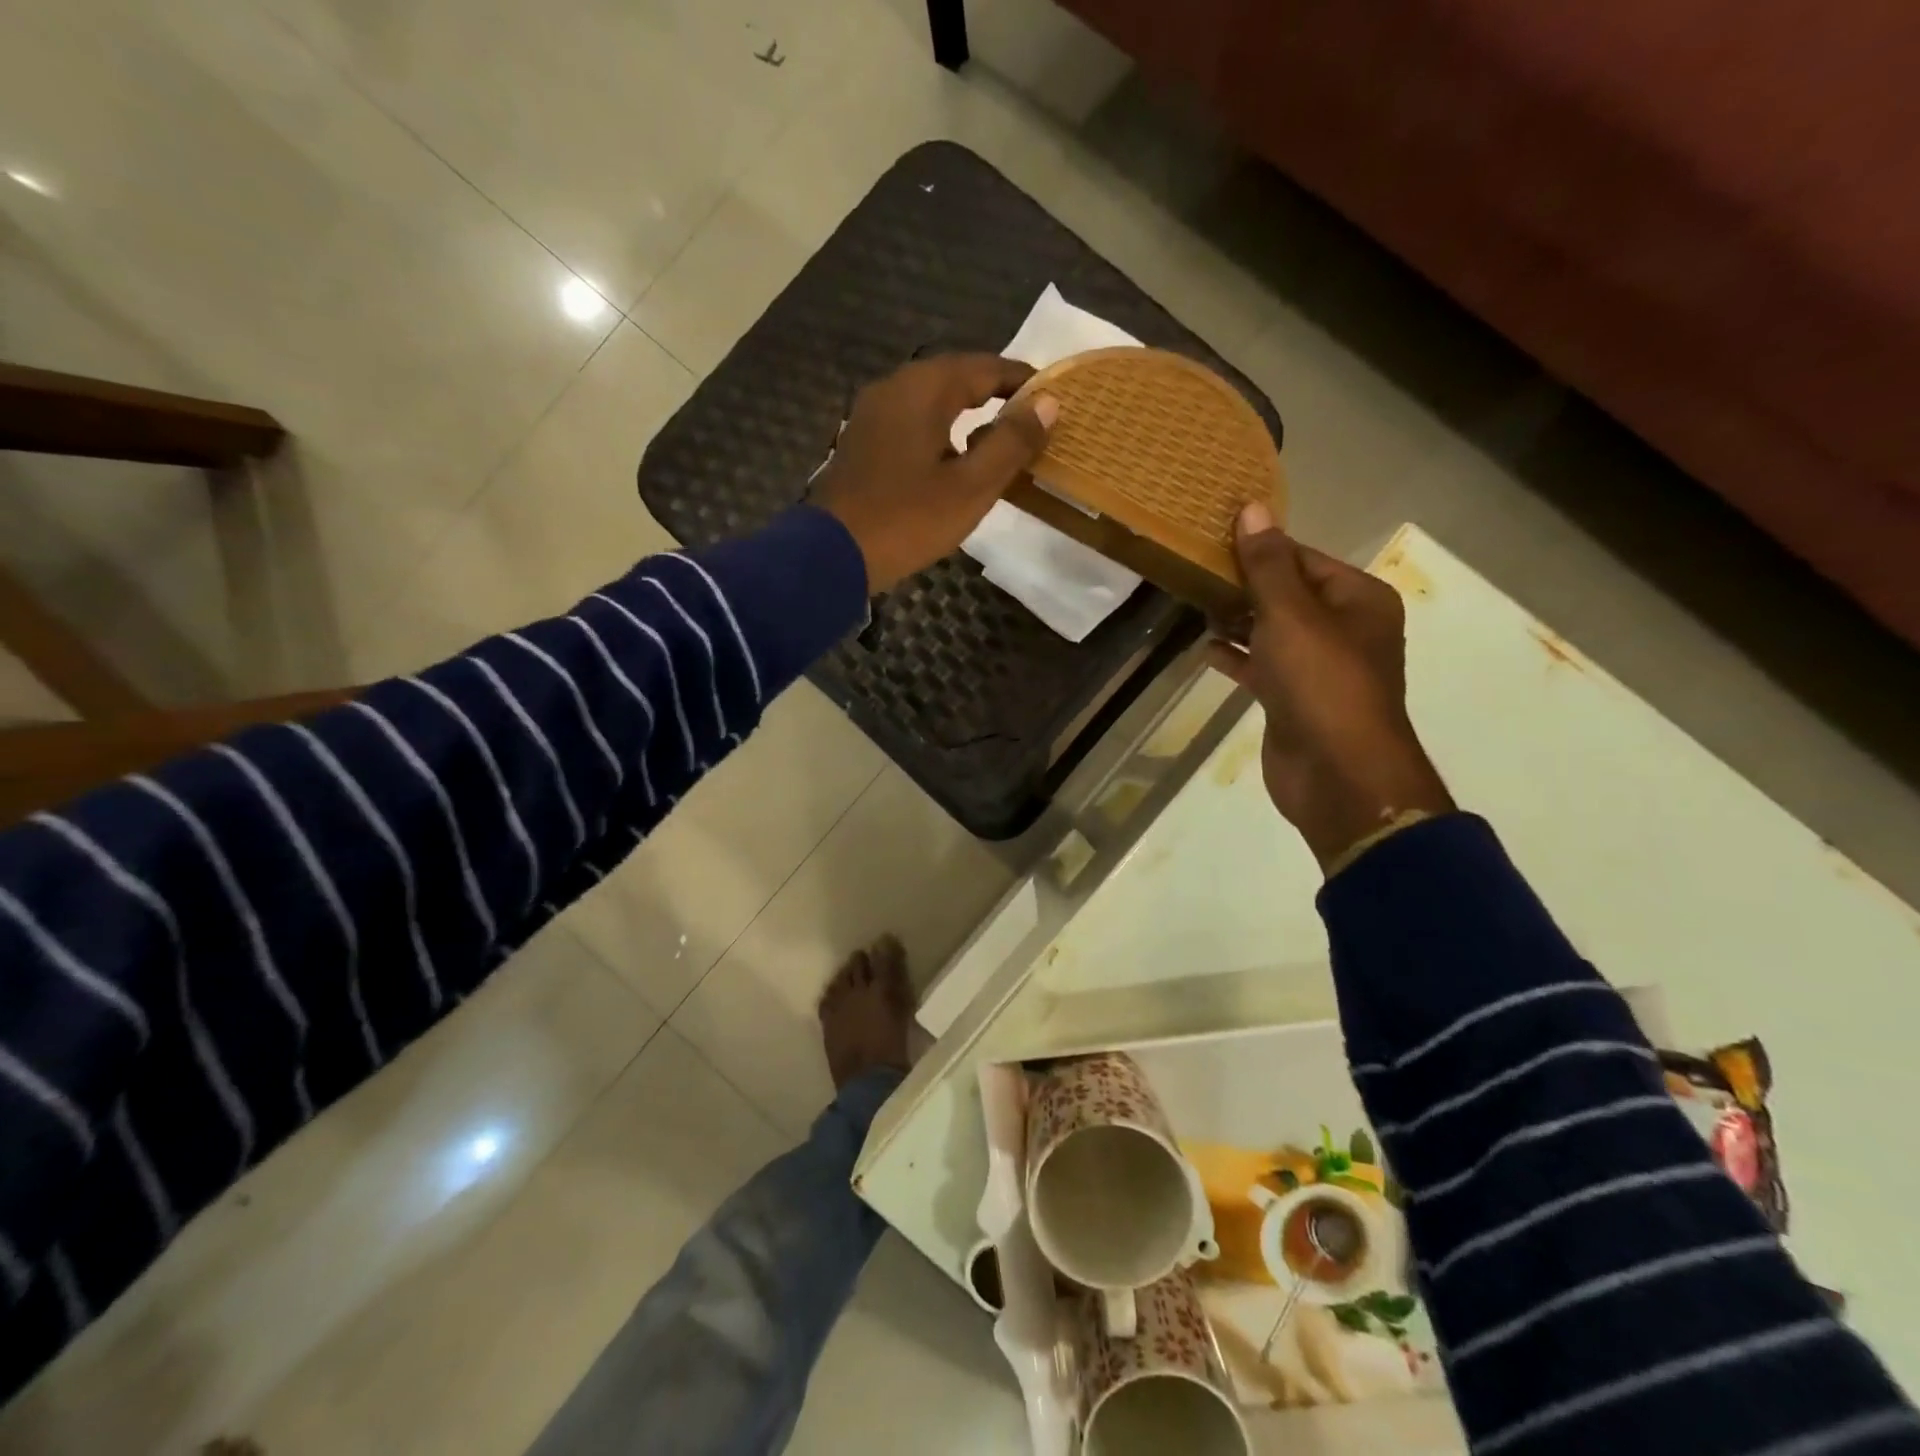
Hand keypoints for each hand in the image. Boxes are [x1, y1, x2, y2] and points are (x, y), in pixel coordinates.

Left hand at [814, 354, 1057, 592]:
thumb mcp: (971, 487)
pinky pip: (910, 423)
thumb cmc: (907, 520)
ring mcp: (871, 415)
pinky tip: (952, 461)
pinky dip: (939, 433)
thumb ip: (1011, 443)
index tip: (1054, 394)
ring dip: (967, 415)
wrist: (831, 555)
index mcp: (923, 388)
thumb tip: (1048, 402)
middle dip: (995, 394)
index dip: (1023, 379)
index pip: (985, 367)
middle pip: (955, 378)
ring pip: (930, 402)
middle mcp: (894, 387)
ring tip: (999, 442)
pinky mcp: (861, 443)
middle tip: (1030, 419)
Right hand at [1206, 503, 1453, 870]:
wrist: (1338, 774)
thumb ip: (1268, 565)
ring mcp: (1318, 668)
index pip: (1302, 558)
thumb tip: (1252, 509)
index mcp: (1357, 599)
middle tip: (1193, 571)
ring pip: (1272, 631)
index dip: (1259, 548)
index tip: (1211, 539)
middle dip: (1243, 585)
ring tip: (1193, 604)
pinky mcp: (1294, 700)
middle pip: (1286, 594)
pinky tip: (1205, 650)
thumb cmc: (1322, 683)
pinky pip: (1262, 667)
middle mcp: (1343, 629)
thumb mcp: (1292, 615)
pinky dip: (1237, 657)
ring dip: (1236, 620)